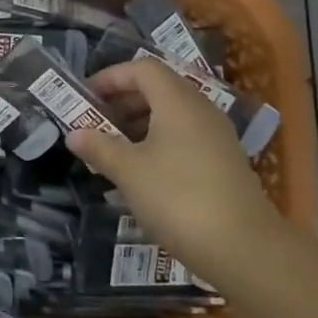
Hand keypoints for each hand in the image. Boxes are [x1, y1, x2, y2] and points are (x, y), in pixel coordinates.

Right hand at [67, 59, 287, 272]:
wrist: (243, 248)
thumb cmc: (178, 198)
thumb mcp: (128, 171)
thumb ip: (99, 147)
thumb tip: (74, 134)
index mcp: (178, 102)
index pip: (142, 69)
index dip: (111, 77)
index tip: (86, 97)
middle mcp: (201, 110)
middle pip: (158, 89)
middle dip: (123, 101)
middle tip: (96, 122)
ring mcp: (217, 137)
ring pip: (172, 115)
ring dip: (139, 124)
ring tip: (113, 149)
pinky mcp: (224, 163)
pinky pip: (184, 138)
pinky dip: (158, 143)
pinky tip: (141, 173)